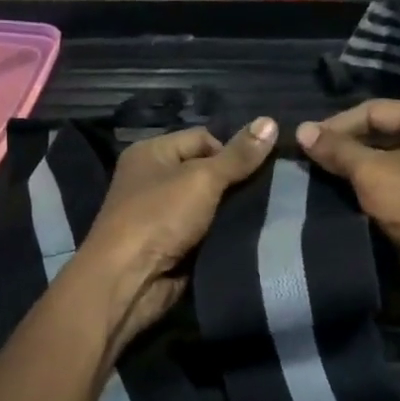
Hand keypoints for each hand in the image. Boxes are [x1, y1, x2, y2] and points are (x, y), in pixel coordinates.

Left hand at [74, 119, 277, 353]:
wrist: (128, 280)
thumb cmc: (159, 218)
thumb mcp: (202, 179)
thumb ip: (238, 155)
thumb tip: (271, 120)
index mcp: (152, 152)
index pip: (203, 138)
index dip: (232, 151)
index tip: (259, 170)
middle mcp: (154, 179)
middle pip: (207, 171)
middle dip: (236, 182)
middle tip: (270, 192)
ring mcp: (162, 215)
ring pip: (210, 204)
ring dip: (233, 211)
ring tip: (266, 213)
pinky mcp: (172, 245)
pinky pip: (206, 231)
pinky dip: (224, 234)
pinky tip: (250, 235)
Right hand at [296, 101, 399, 321]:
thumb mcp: (373, 172)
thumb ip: (337, 150)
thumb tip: (301, 130)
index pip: (374, 110)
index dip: (337, 124)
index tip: (304, 141)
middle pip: (379, 134)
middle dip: (343, 148)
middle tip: (307, 160)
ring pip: (383, 163)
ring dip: (351, 171)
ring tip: (315, 177)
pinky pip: (390, 187)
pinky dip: (365, 191)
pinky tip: (337, 197)